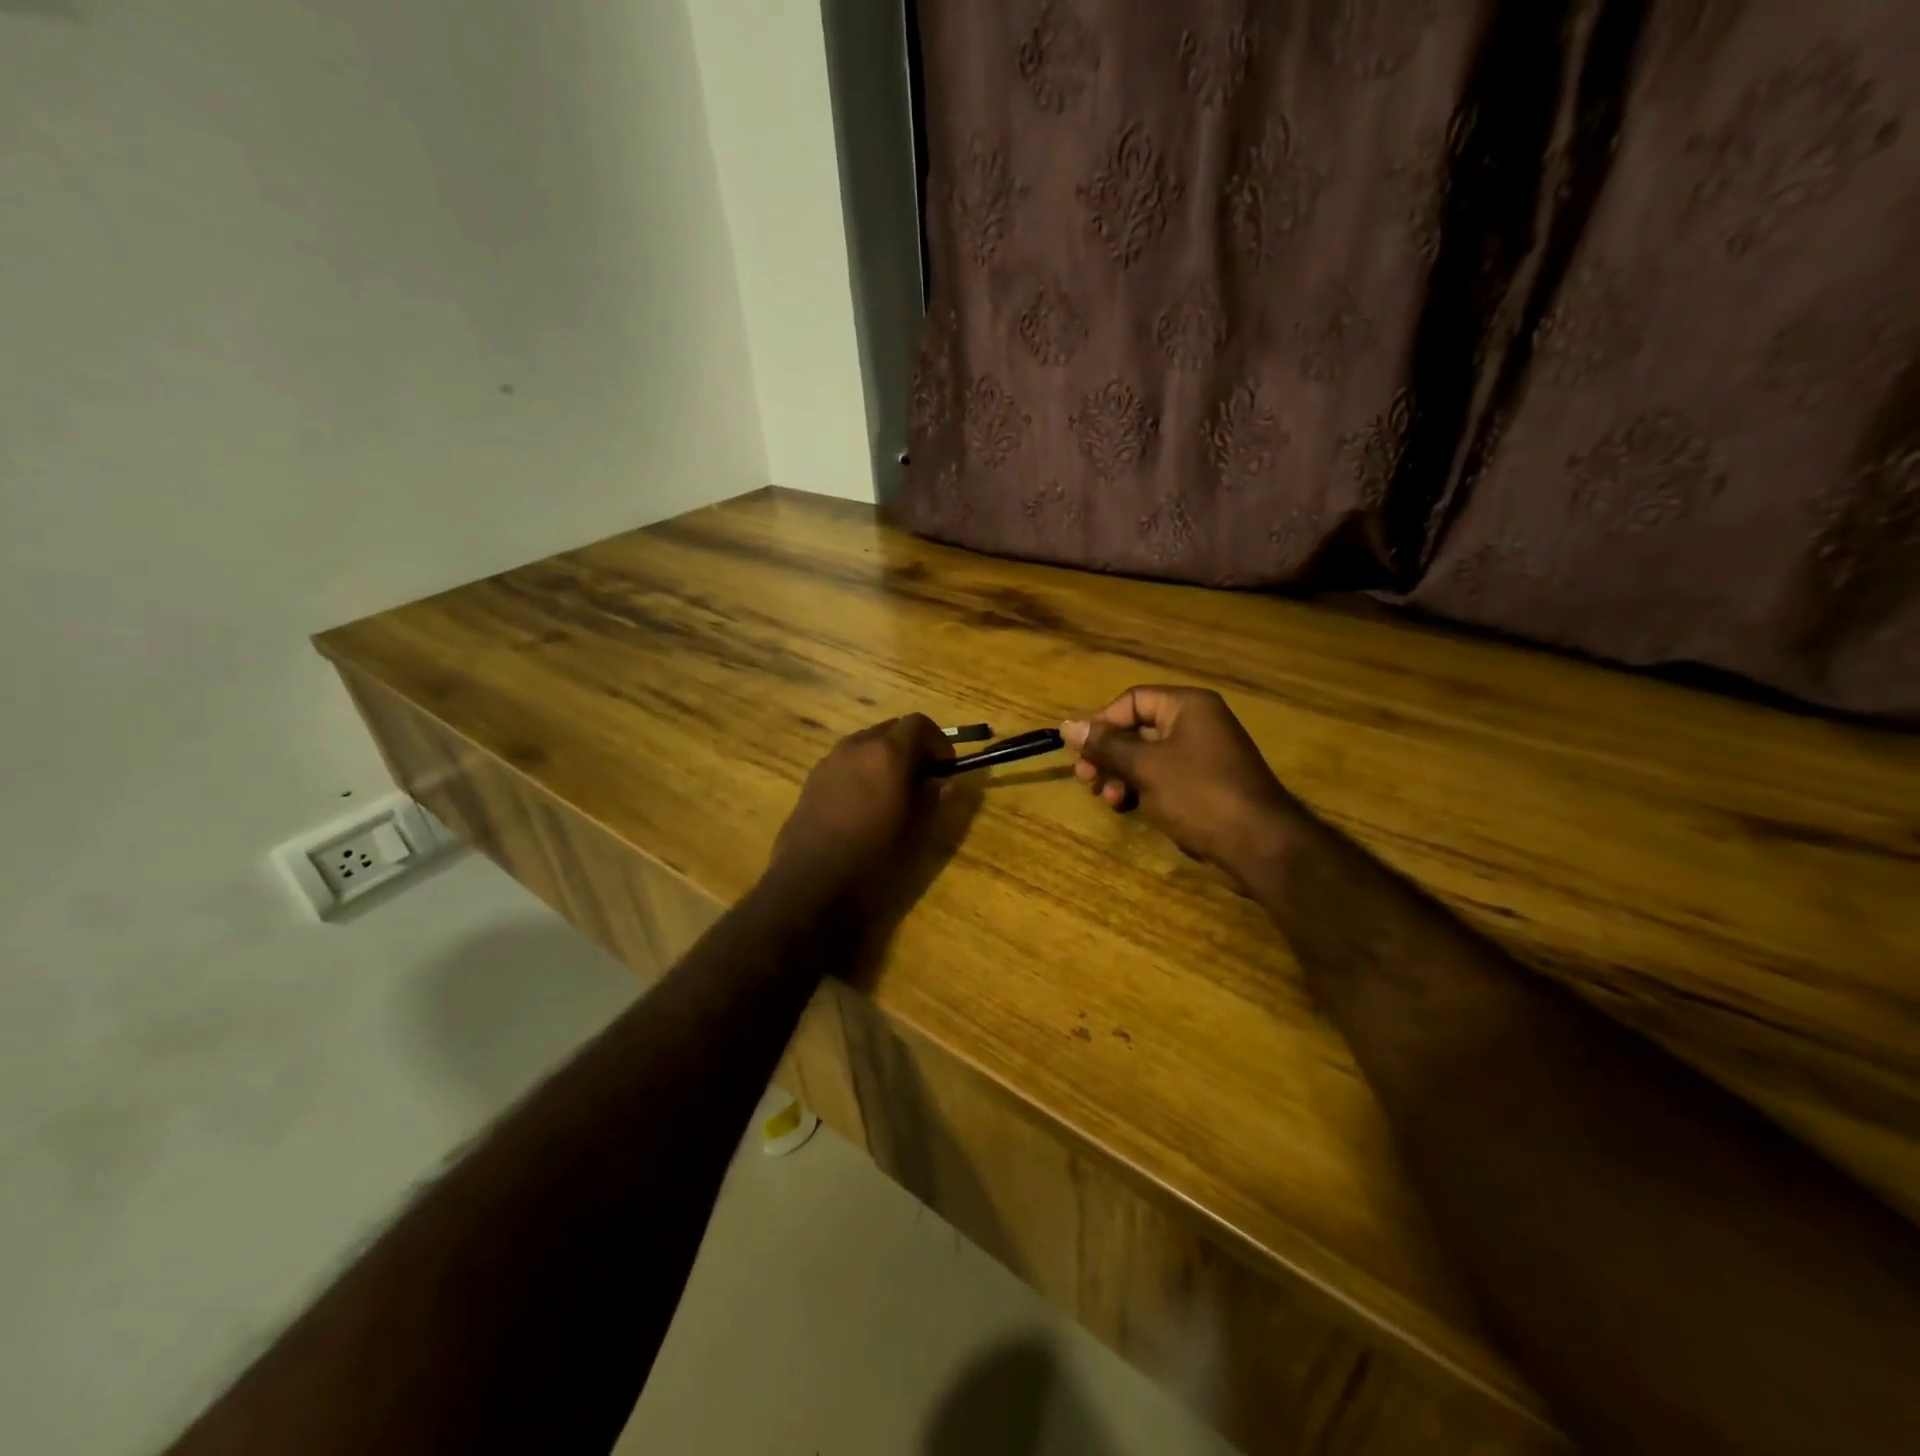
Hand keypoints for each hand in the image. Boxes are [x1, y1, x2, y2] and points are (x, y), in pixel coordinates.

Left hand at [770, 714, 953, 900]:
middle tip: (922, 778)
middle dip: (911, 746)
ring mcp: (831, 759)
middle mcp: (858, 745)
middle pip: (892, 728)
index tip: (945, 767)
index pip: (919, 723)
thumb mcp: (914, 830)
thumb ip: (931, 797)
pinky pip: (846, 760)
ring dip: (884, 756)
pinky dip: (862, 768)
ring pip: (866, 742)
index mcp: (888, 753)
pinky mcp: (813, 777)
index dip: (937, 741)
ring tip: (892, 791)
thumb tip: (944, 782)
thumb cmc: (872, 855)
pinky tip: (863, 802)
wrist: (811, 879)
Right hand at [1061, 687, 1297, 885]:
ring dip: (1120, 775)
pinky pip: (1162, 777)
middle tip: (1085, 779)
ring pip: (1146, 757)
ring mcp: (1202, 756)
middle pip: (1137, 729)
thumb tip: (1066, 725)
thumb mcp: (1145, 766)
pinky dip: (1140, 788)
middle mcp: (1196, 723)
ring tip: (1107, 799)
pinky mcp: (1203, 785)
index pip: (1132, 700)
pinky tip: (1126, 807)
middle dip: (1108, 754)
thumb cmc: (1198, 794)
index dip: (1102, 723)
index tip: (1081, 752)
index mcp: (1187, 706)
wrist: (1258, 844)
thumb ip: (1105, 745)